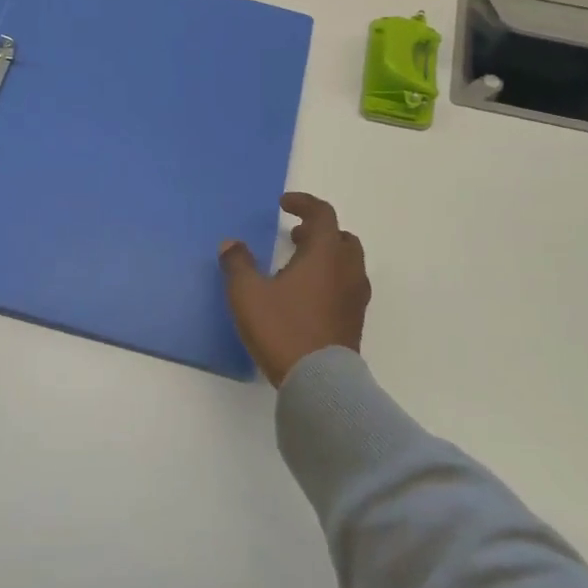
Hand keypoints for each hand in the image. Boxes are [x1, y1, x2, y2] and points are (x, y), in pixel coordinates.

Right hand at [219, 193, 370, 386]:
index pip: (322, 214)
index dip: (303, 204)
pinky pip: (346, 286)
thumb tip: (231, 244)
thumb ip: (238, 264)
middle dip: (318, 232)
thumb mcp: (248, 294)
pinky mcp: (355, 321)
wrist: (320, 383)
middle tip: (294, 236)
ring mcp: (355, 297)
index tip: (284, 204)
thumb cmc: (283, 328)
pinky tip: (306, 296)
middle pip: (341, 238)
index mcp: (325, 254)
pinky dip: (330, 279)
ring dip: (326, 256)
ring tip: (297, 267)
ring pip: (347, 263)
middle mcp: (347, 270)